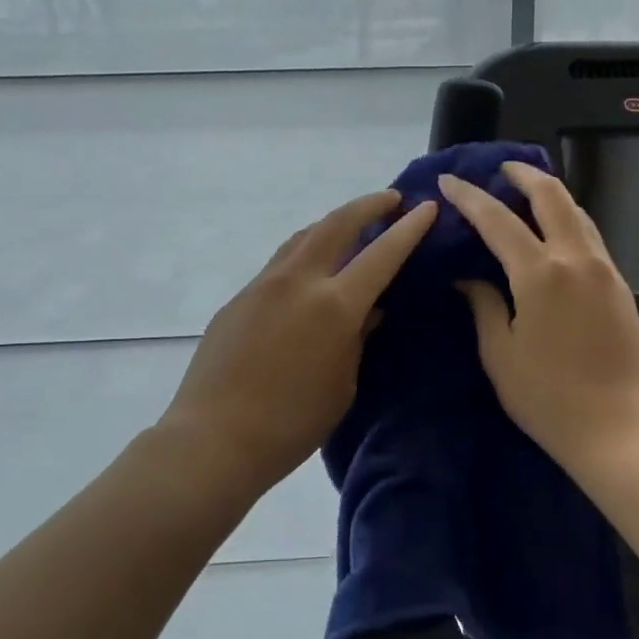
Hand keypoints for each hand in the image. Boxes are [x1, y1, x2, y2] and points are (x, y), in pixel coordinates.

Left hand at [160, 189, 438, 494]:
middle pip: (337, 223)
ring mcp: (265, 283)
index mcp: (335, 305)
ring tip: (351, 225)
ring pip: (304, 235)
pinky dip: (306, 250)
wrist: (213, 438)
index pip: (382, 254)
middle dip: (368, 205)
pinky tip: (310, 267)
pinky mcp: (240, 296)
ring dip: (333, 223)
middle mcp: (300, 280)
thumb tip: (369, 310)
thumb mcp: (342, 384)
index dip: (408, 229)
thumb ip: (358, 338)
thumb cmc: (291, 424)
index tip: (425, 208)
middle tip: (390, 200)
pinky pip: (281, 260)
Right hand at [440, 162, 638, 470]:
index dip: (470, 197)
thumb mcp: (500, 354)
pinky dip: (568, 220)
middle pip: (552, 196)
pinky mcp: (621, 286)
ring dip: (550, 195)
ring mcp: (604, 270)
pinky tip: (554, 233)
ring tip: (526, 194)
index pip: (498, 220)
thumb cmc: (549, 397)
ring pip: (578, 212)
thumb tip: (469, 278)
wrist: (620, 430)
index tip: (450, 181)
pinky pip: (590, 236)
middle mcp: (576, 259)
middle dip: (524, 175)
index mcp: (540, 273)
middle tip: (501, 169)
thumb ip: (484, 305)